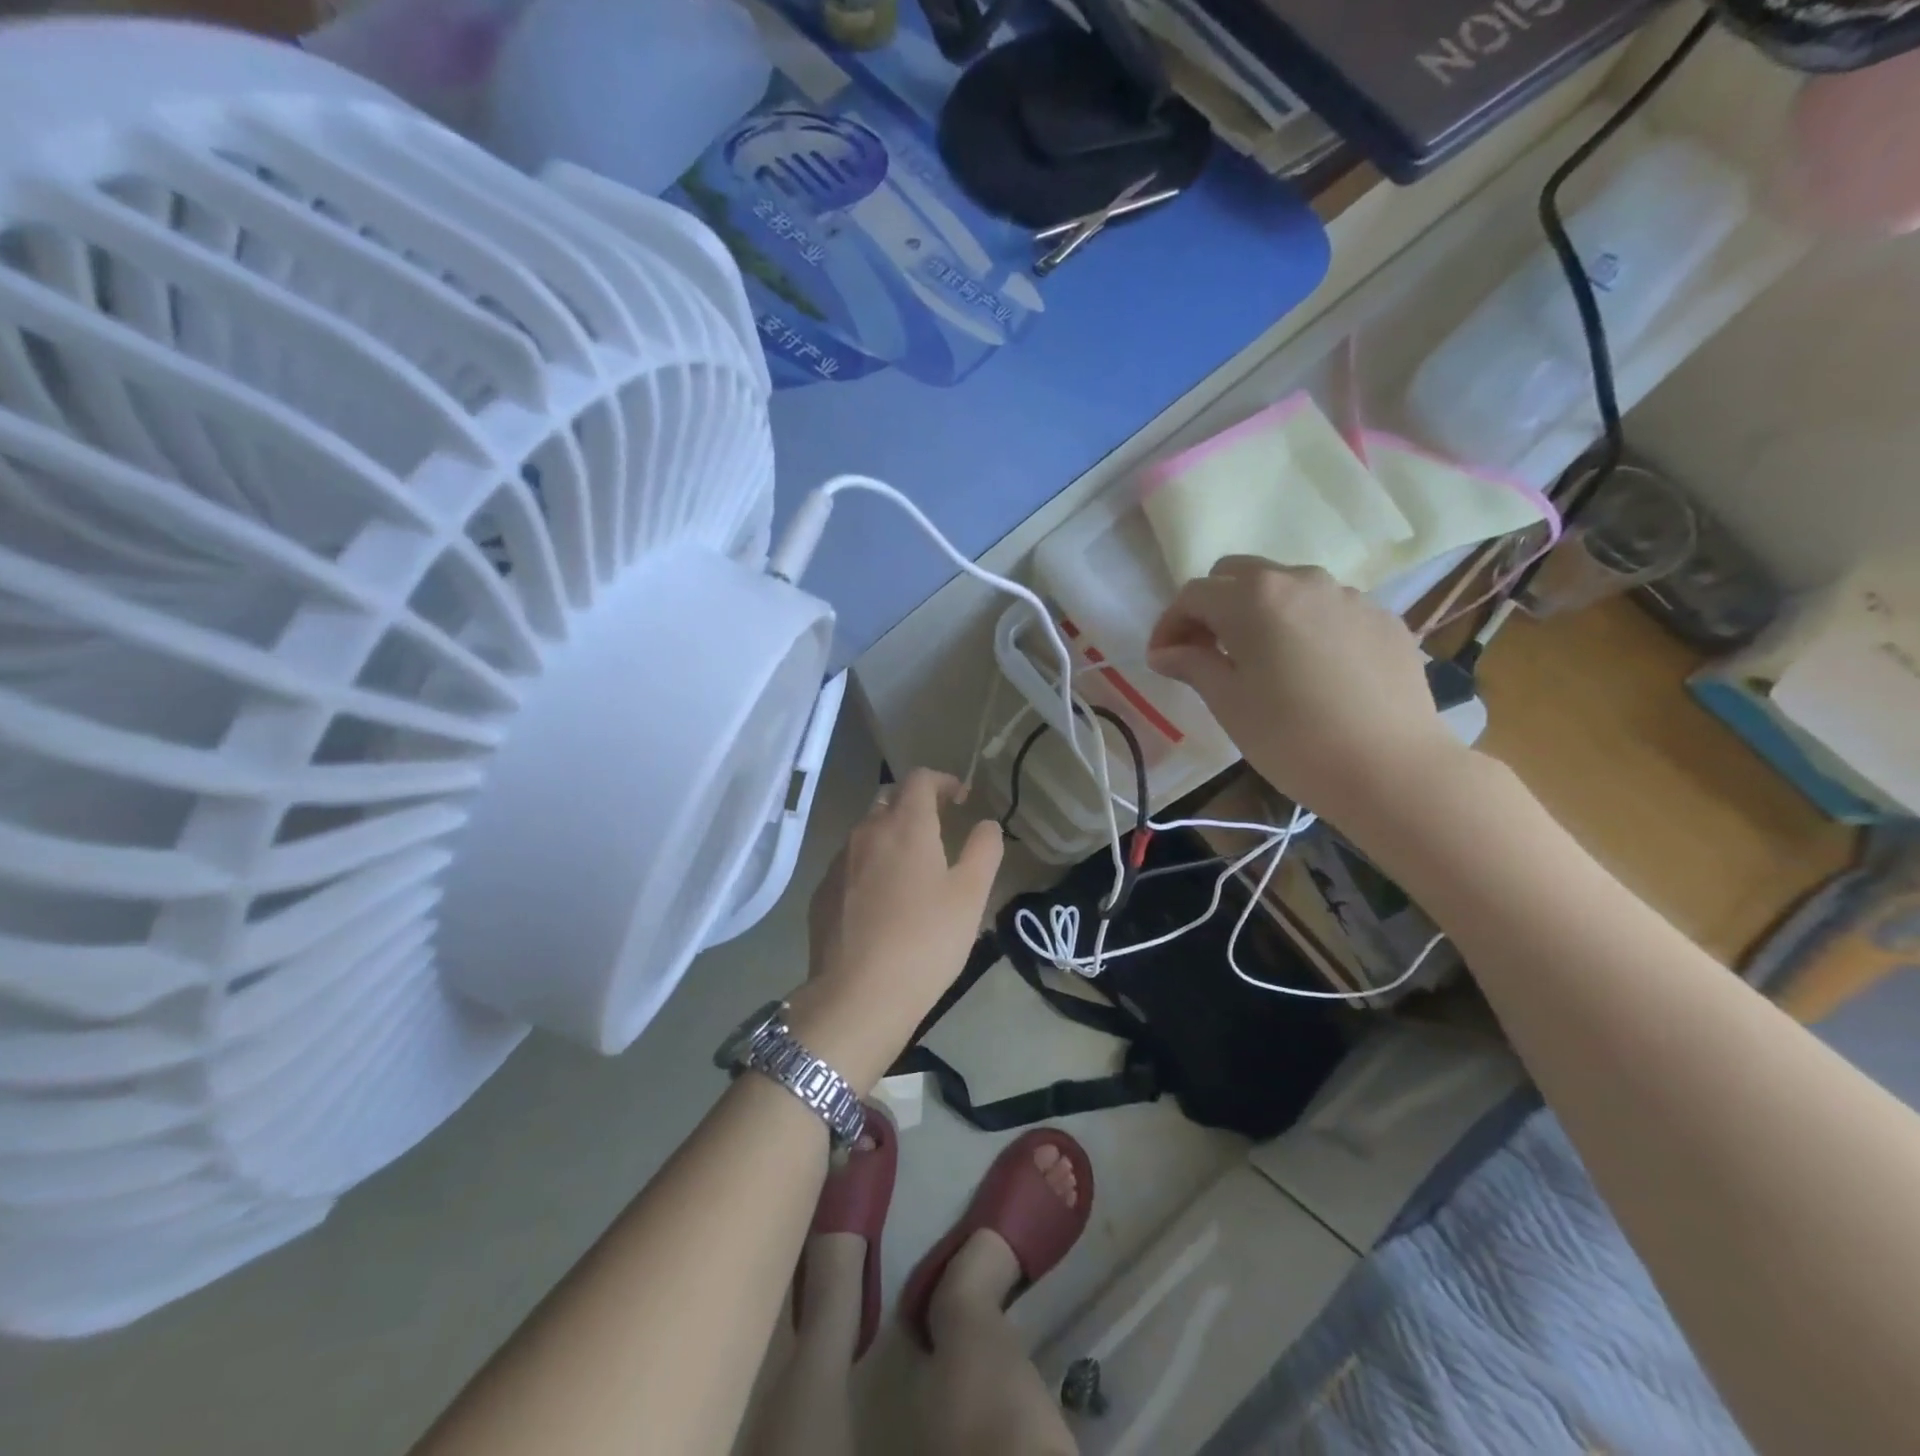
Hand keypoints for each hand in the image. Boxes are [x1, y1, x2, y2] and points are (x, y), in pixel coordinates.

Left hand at [789, 769, 1002, 1090]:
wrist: (858, 996)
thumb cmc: (925, 941)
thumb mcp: (970, 896)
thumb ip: (984, 850)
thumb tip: (986, 824)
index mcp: (905, 826)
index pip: (919, 779)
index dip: (942, 781)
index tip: (960, 799)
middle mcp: (866, 833)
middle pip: (888, 800)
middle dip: (914, 805)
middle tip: (938, 830)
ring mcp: (838, 863)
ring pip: (866, 832)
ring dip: (890, 836)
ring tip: (911, 870)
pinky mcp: (821, 893)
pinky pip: (849, 864)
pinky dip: (869, 866)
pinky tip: (881, 903)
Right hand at [1147, 557, 1461, 820]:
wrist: (1392, 769)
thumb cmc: (1292, 739)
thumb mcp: (1229, 703)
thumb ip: (1192, 664)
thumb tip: (1165, 652)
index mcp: (1254, 598)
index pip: (1193, 595)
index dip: (1169, 624)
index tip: (1162, 659)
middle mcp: (1300, 581)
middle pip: (1238, 575)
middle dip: (1212, 606)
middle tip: (1205, 651)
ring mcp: (1348, 595)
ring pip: (1286, 587)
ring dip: (1259, 612)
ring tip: (1260, 660)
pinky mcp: (1382, 617)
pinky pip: (1327, 608)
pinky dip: (1303, 626)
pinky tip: (1310, 670)